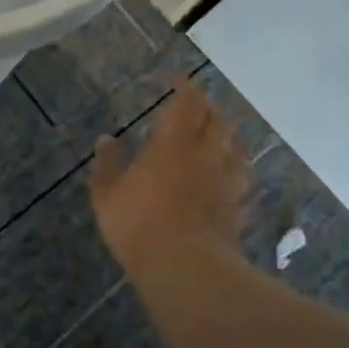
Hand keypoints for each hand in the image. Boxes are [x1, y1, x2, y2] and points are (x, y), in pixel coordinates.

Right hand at [90, 77, 247, 281]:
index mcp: (173, 144)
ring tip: (218, 139)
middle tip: (196, 108)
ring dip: (228, 139)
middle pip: (218, 122)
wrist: (184, 267)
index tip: (177, 79)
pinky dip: (235, 175)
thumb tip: (106, 140)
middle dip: (208, 109)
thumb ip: (108, 164)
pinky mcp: (237, 210)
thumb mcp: (107, 194)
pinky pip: (241, 184)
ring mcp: (226, 183)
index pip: (188, 103)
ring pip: (236, 150)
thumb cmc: (138, 224)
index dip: (185, 87)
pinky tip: (229, 181)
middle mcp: (205, 156)